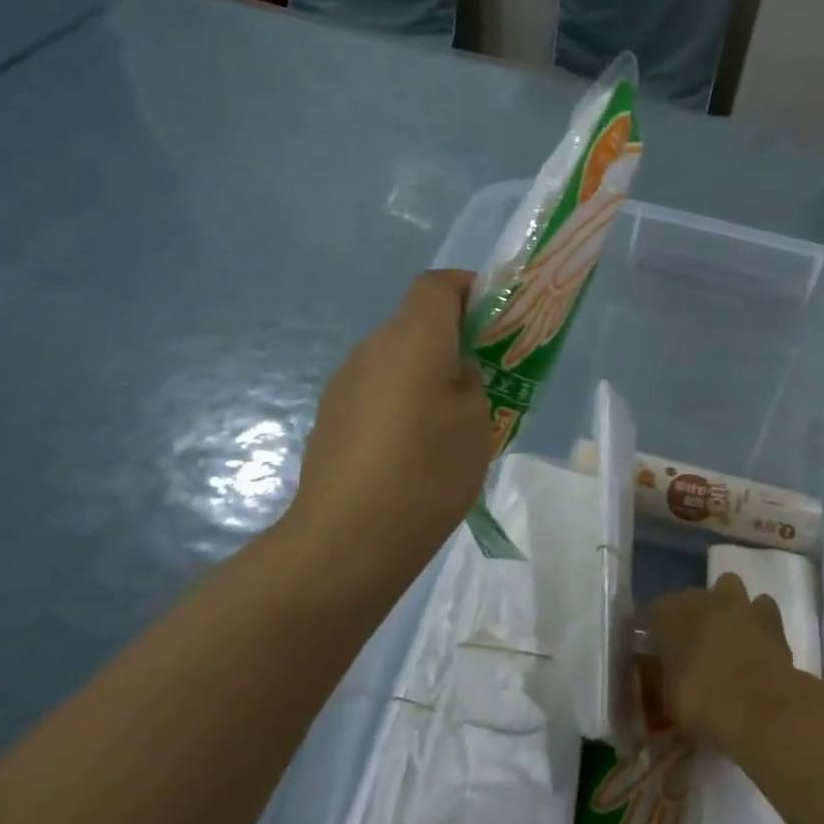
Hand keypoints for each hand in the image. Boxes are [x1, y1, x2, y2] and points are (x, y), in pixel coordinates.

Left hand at [279, 270, 494, 603]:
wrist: (347, 538)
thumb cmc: (428, 470)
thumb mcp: (477, 423)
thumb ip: (471, 383)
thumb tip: (454, 375)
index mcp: (413, 339)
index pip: (437, 284)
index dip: (467, 288)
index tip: (493, 318)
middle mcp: (372, 349)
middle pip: (415, 323)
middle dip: (451, 340)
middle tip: (483, 381)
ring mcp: (344, 384)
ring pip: (395, 360)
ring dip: (424, 375)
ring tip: (448, 424)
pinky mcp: (330, 418)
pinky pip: (376, 392)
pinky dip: (400, 403)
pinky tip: (412, 451)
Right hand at [646, 574, 797, 750]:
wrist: (760, 711)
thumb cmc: (702, 705)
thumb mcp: (668, 700)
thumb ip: (665, 681)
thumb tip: (667, 681)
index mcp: (670, 613)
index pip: (655, 611)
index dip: (658, 631)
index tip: (659, 652)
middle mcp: (703, 599)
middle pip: (692, 598)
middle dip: (692, 616)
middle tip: (693, 648)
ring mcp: (740, 604)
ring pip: (729, 588)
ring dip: (726, 607)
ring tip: (727, 637)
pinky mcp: (771, 618)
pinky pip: (761, 608)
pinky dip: (758, 620)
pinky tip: (756, 642)